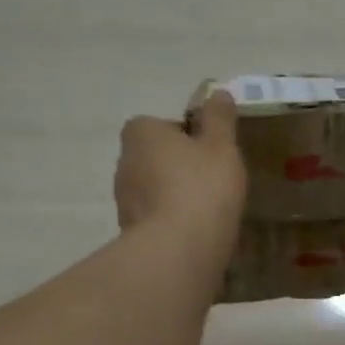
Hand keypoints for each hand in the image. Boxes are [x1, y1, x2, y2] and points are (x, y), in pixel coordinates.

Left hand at [116, 91, 247, 263]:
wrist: (178, 250)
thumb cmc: (202, 187)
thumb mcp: (222, 146)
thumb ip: (220, 118)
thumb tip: (218, 93)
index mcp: (140, 133)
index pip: (160, 125)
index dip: (186, 136)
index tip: (209, 152)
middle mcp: (123, 163)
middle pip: (155, 158)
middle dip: (178, 167)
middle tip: (212, 181)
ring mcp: (123, 201)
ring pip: (153, 191)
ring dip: (173, 197)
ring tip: (207, 211)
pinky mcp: (129, 234)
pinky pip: (155, 220)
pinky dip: (171, 223)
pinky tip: (195, 235)